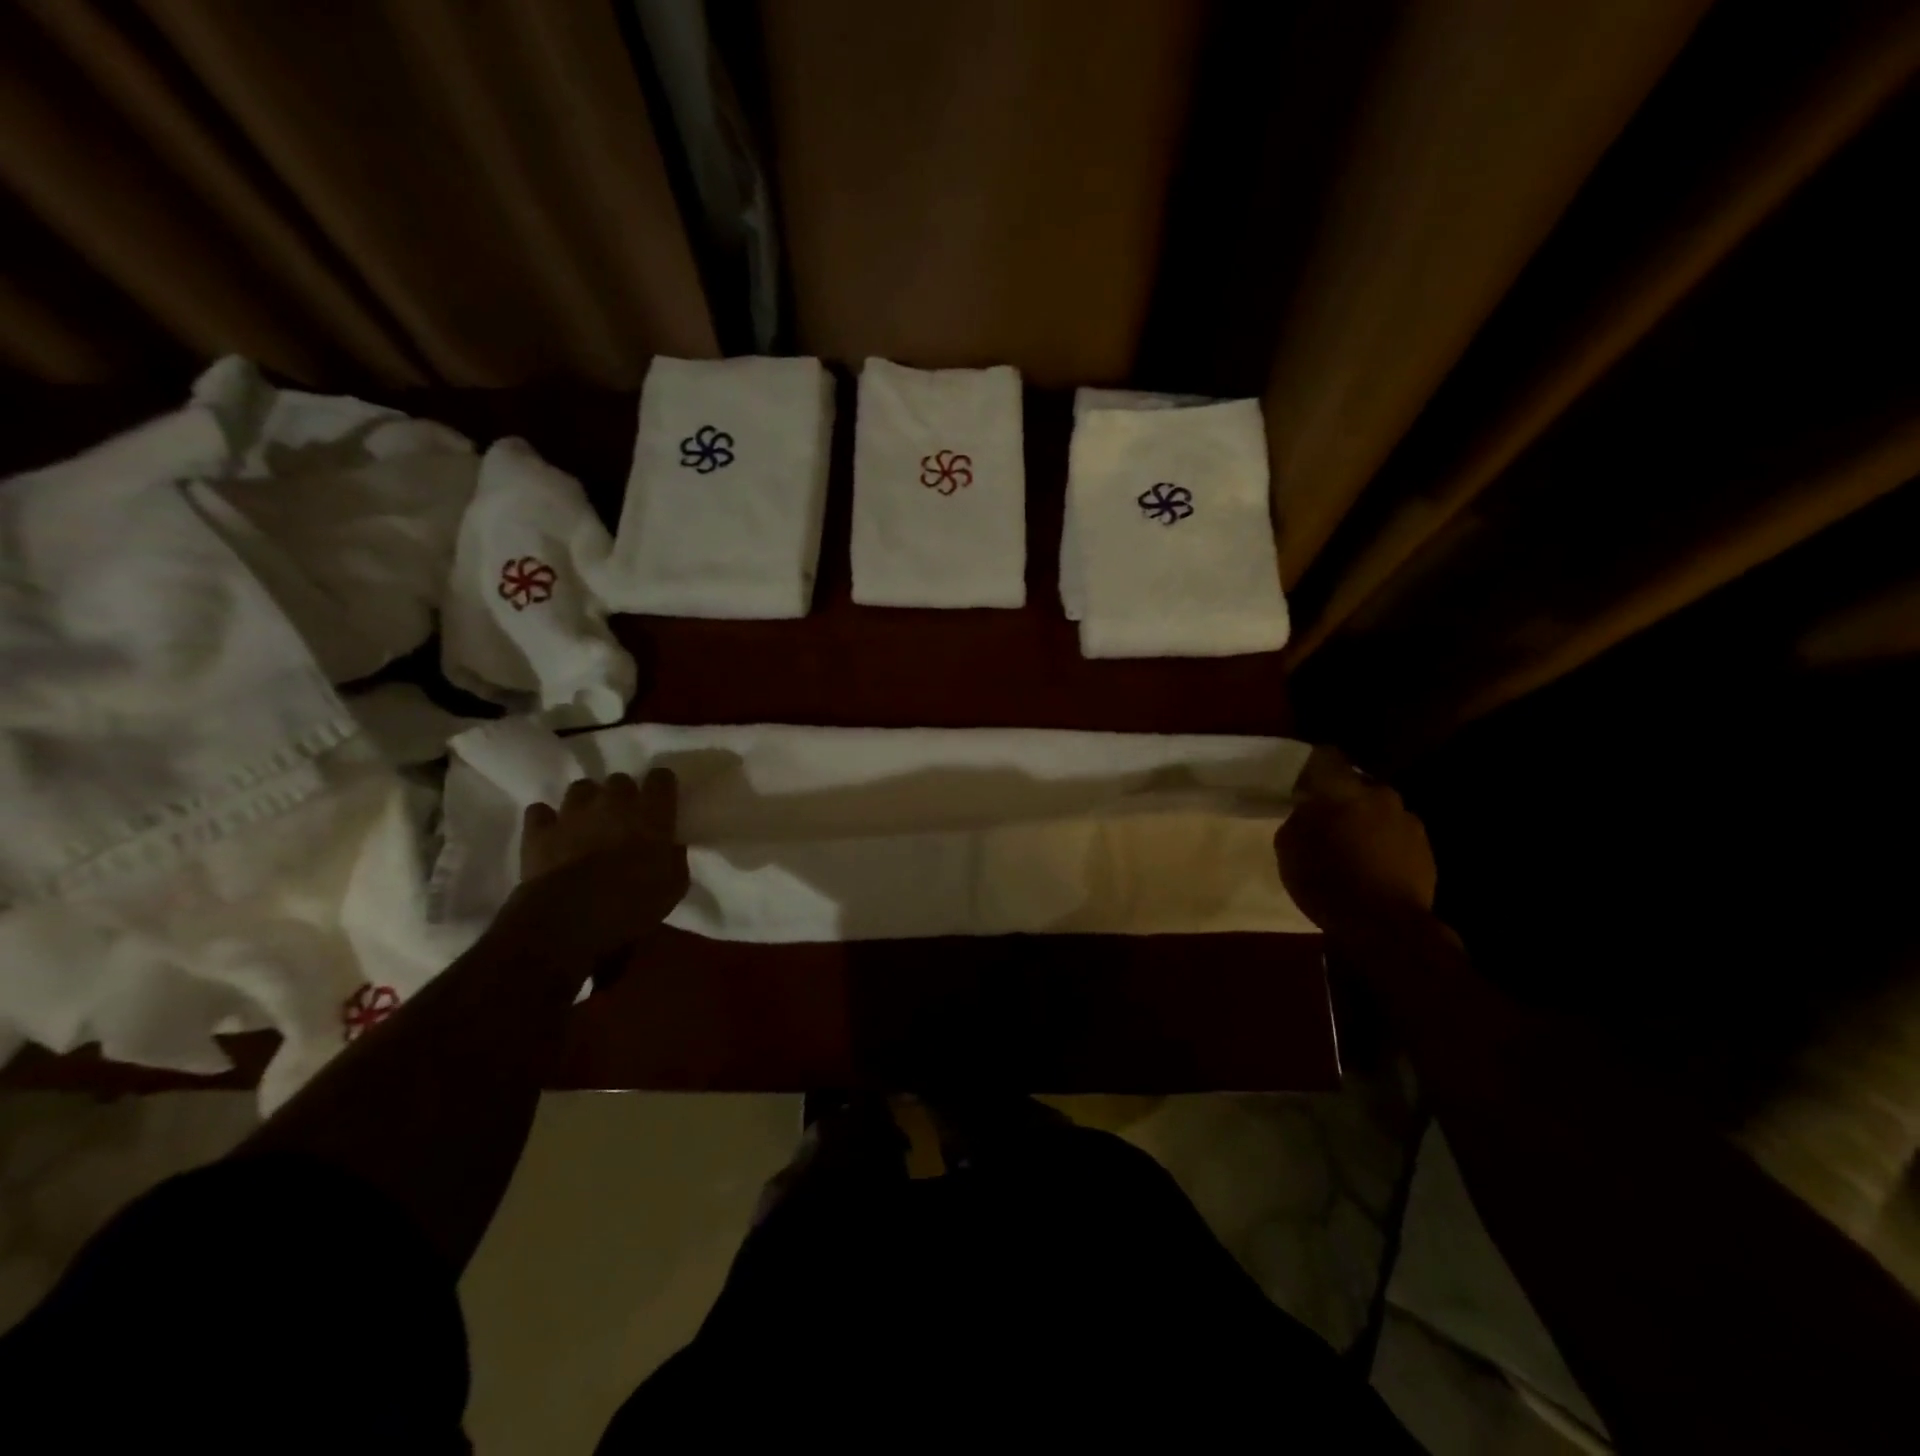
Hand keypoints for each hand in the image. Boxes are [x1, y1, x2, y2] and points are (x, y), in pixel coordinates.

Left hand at [515, 770, 689, 959]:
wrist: (571, 919)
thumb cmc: (633, 904)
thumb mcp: (673, 887)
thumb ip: (674, 859)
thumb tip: (671, 847)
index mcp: (651, 814)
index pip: (661, 778)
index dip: (661, 786)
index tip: (662, 799)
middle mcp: (613, 802)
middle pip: (620, 780)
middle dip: (623, 795)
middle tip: (624, 817)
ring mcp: (573, 813)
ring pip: (581, 788)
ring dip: (587, 801)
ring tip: (588, 821)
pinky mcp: (540, 831)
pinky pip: (540, 812)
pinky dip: (547, 819)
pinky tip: (552, 833)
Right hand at [1275, 747, 1436, 940]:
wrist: (1384, 925)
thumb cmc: (1326, 880)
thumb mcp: (1288, 847)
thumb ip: (1299, 819)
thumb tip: (1309, 811)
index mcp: (1343, 789)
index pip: (1326, 756)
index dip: (1312, 766)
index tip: (1301, 782)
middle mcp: (1380, 795)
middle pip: (1357, 785)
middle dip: (1342, 797)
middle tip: (1325, 819)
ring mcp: (1409, 821)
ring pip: (1380, 810)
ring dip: (1366, 821)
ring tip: (1352, 847)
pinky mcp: (1427, 849)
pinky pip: (1397, 836)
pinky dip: (1384, 844)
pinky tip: (1372, 867)